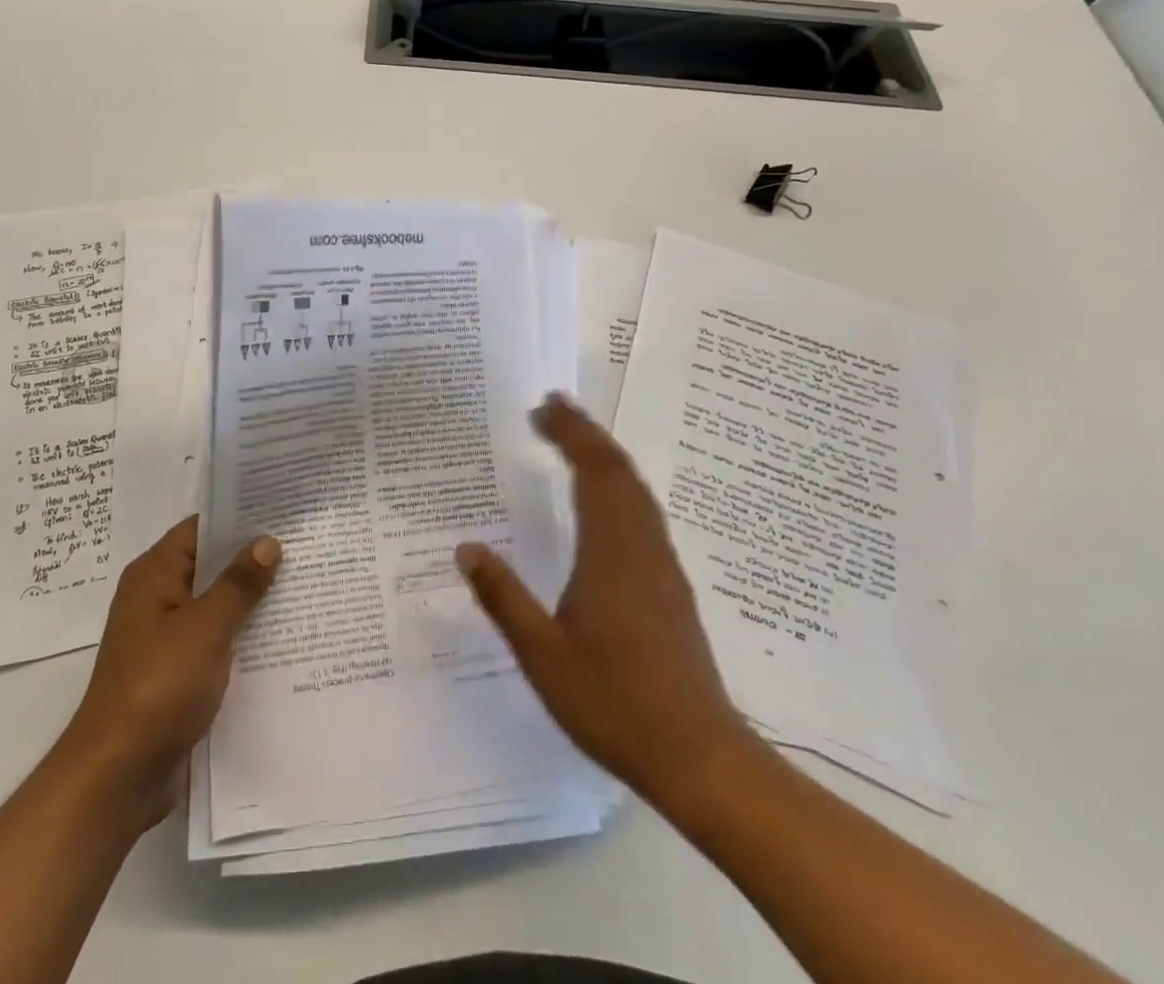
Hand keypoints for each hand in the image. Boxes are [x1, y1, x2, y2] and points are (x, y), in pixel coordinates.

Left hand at [58, 515, 279, 830]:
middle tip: (307, 545)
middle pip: (212, 565)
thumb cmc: (157, 687)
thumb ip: (238, 584)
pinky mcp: (178, 673)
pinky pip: (217, 641)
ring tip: (306, 585)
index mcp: (155, 575)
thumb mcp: (205, 628)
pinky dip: (244, 637)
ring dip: (253, 601)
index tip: (284, 509)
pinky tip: (285, 638)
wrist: (117, 777)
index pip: (201, 528)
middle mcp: (158, 599)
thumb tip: (267, 541)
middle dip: (254, 559)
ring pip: (218, 605)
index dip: (240, 516)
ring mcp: (168, 638)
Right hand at [457, 394, 755, 819]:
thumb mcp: (542, 655)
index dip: (569, 434)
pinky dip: (620, 485)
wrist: (698, 755)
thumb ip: (503, 598)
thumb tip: (465, 548)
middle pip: (618, 471)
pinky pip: (644, 512)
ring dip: (605, 456)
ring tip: (574, 438)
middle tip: (551, 407)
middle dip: (585, 432)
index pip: (592, 472)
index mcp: (609, 552)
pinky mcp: (671, 585)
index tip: (542, 407)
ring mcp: (662, 565)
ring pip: (636, 490)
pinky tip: (604, 500)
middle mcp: (641, 546)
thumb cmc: (613, 702)